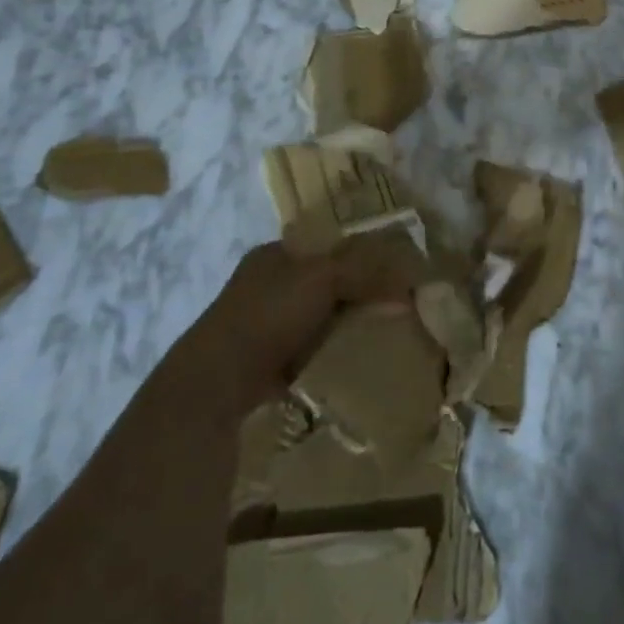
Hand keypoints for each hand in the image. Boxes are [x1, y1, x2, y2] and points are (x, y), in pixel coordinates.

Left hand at [174, 232, 420, 411]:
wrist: (217, 379)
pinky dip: (327, 353)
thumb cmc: (269, 314)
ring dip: (342, 325)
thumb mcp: (324, 279)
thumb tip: (407, 282)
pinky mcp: (262, 360)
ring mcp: (261, 323)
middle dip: (354, 293)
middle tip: (391, 305)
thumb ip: (365, 272)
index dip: (359, 254)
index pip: (326, 245)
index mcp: (275, 254)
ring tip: (377, 334)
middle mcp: (265, 283)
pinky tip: (350, 361)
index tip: (390, 271)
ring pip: (316, 317)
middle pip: (323, 281)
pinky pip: (307, 350)